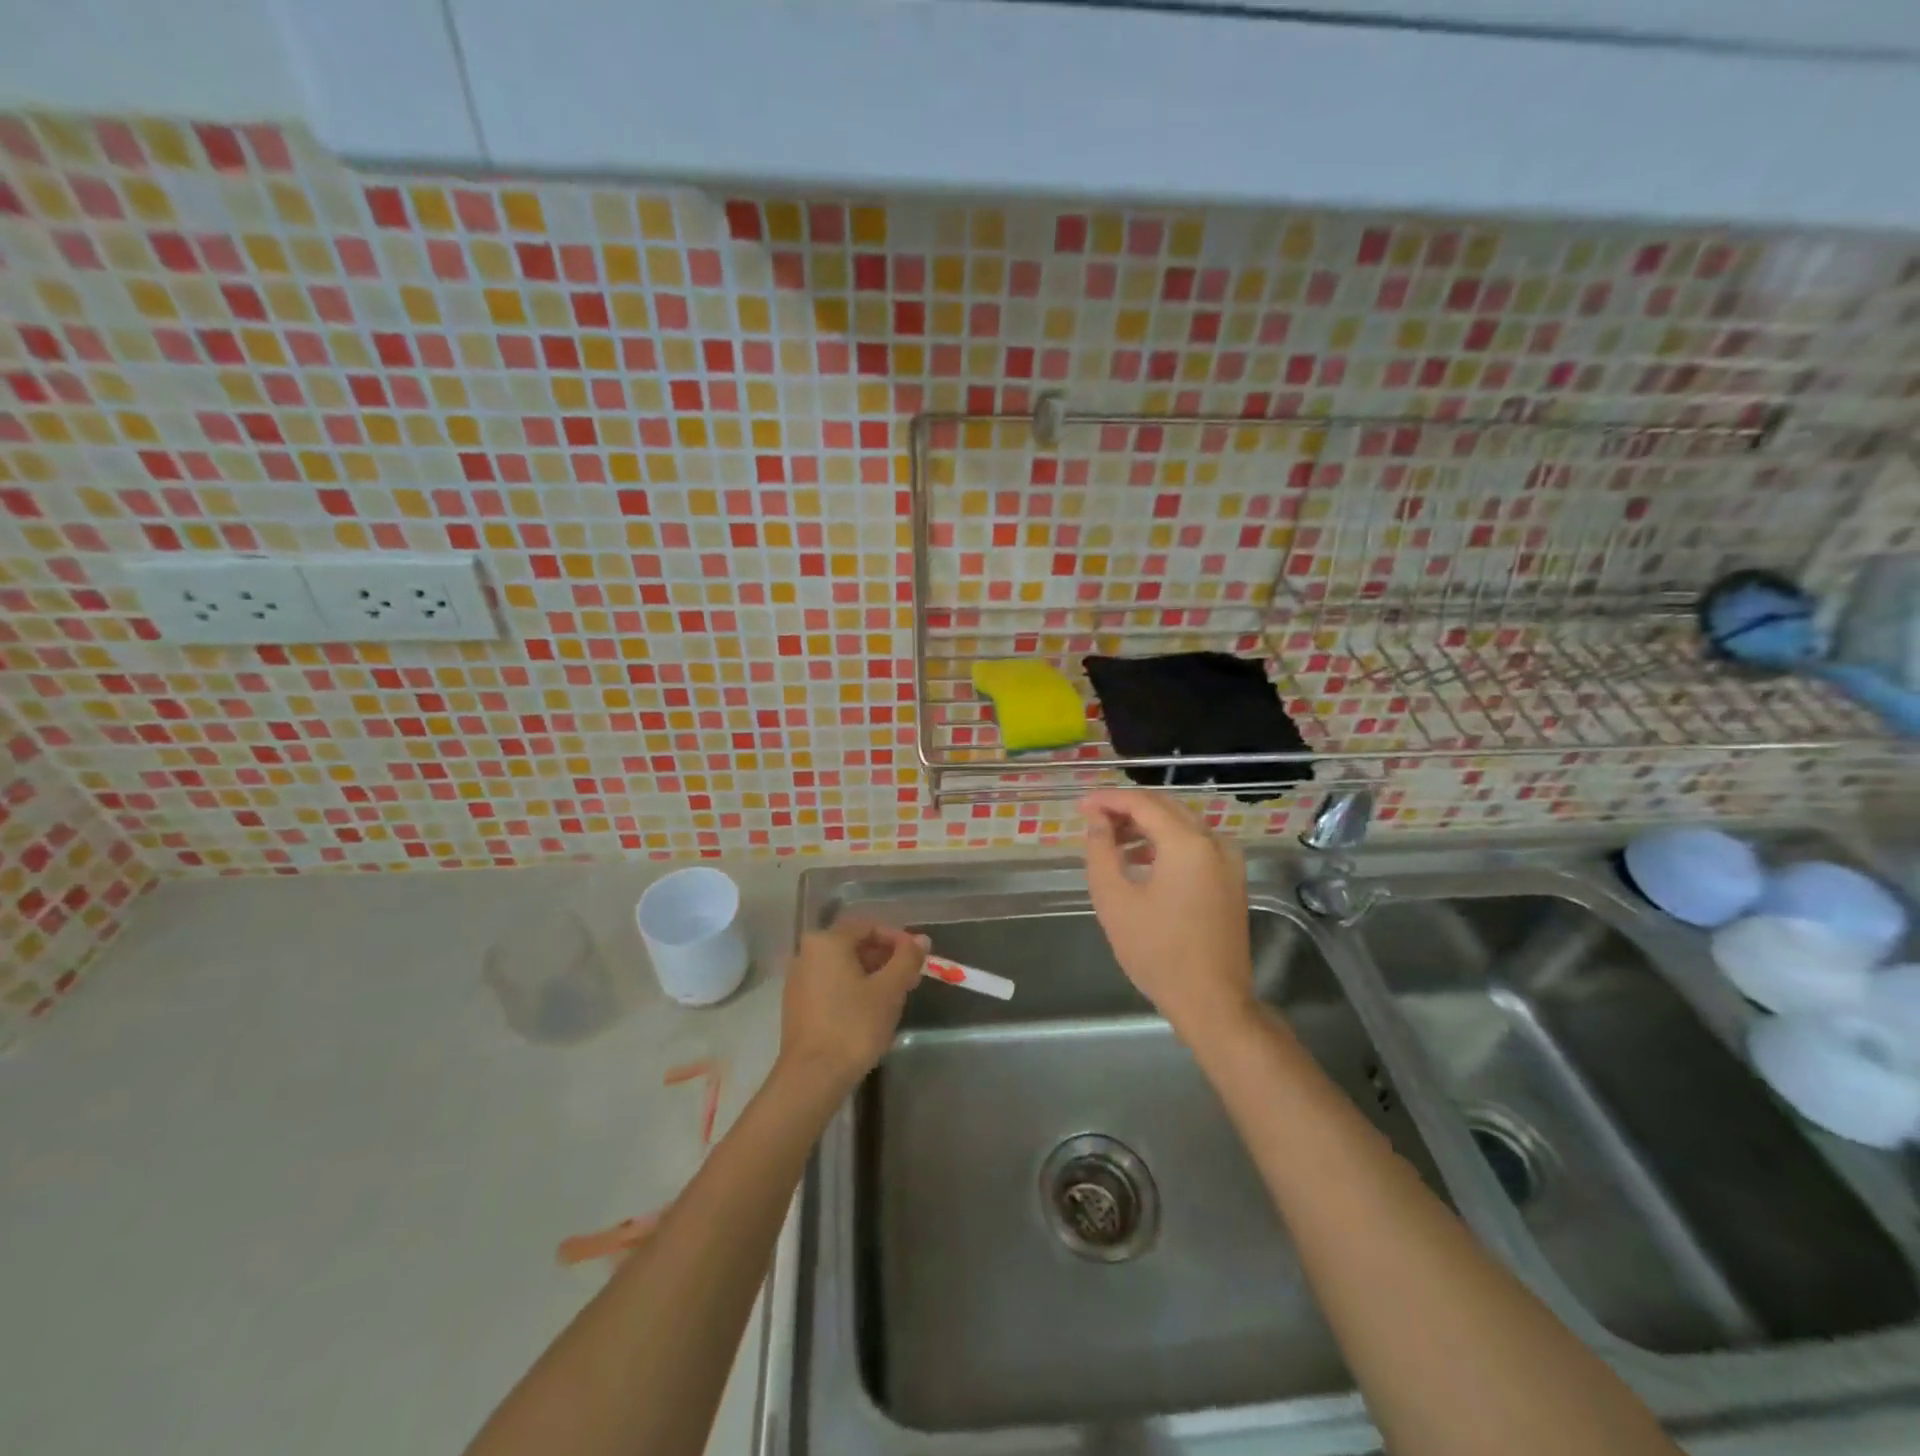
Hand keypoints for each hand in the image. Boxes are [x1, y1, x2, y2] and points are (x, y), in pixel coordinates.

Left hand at [778, 918, 927, 1091]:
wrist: (812, 1077)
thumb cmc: (854, 1025)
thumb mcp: (889, 990)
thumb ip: (907, 959)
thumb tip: (921, 940)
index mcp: (827, 941)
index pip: (868, 926)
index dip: (898, 938)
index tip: (918, 957)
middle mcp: (807, 953)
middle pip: (854, 944)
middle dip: (886, 958)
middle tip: (911, 977)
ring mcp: (798, 979)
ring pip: (843, 966)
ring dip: (872, 974)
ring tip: (896, 996)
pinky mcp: (797, 1004)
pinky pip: (831, 984)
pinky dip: (853, 989)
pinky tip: (871, 1010)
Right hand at [1082, 788, 1255, 1038]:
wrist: (1212, 1000)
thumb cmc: (1157, 951)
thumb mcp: (1114, 900)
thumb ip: (1100, 851)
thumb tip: (1097, 820)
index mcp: (1187, 843)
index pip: (1142, 803)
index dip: (1108, 800)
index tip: (1081, 806)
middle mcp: (1213, 842)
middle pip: (1166, 807)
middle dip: (1128, 808)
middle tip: (1094, 820)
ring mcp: (1228, 860)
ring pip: (1182, 824)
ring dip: (1147, 825)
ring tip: (1112, 842)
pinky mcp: (1231, 879)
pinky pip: (1196, 844)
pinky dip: (1167, 843)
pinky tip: (1142, 861)